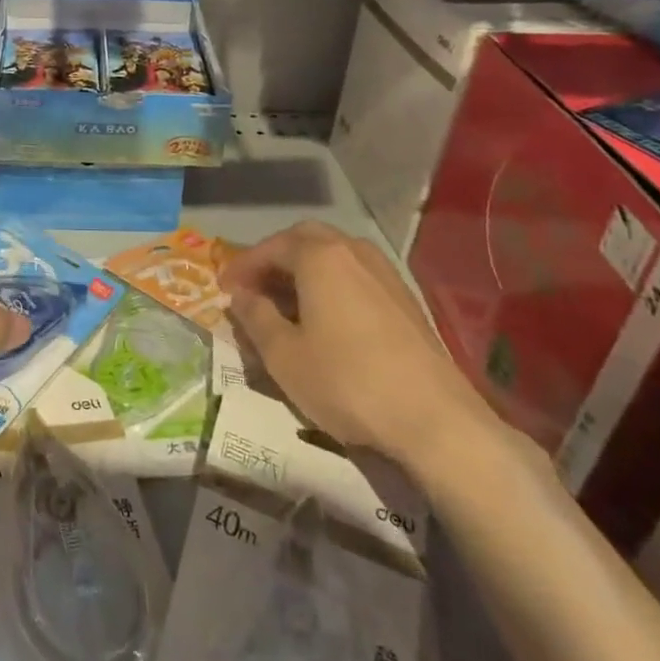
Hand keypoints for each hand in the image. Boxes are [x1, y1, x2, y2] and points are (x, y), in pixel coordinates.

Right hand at [219, 221, 495, 473]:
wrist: (436, 421)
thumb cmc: (347, 382)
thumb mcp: (283, 355)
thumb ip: (254, 317)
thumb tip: (239, 296)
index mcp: (320, 257)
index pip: (270, 247)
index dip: (242, 266)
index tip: (223, 288)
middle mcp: (354, 252)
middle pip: (305, 239)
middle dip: (275, 257)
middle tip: (254, 286)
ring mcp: (385, 274)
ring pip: (335, 255)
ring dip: (304, 268)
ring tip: (286, 301)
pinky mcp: (406, 301)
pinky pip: (356, 275)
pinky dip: (332, 283)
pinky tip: (325, 317)